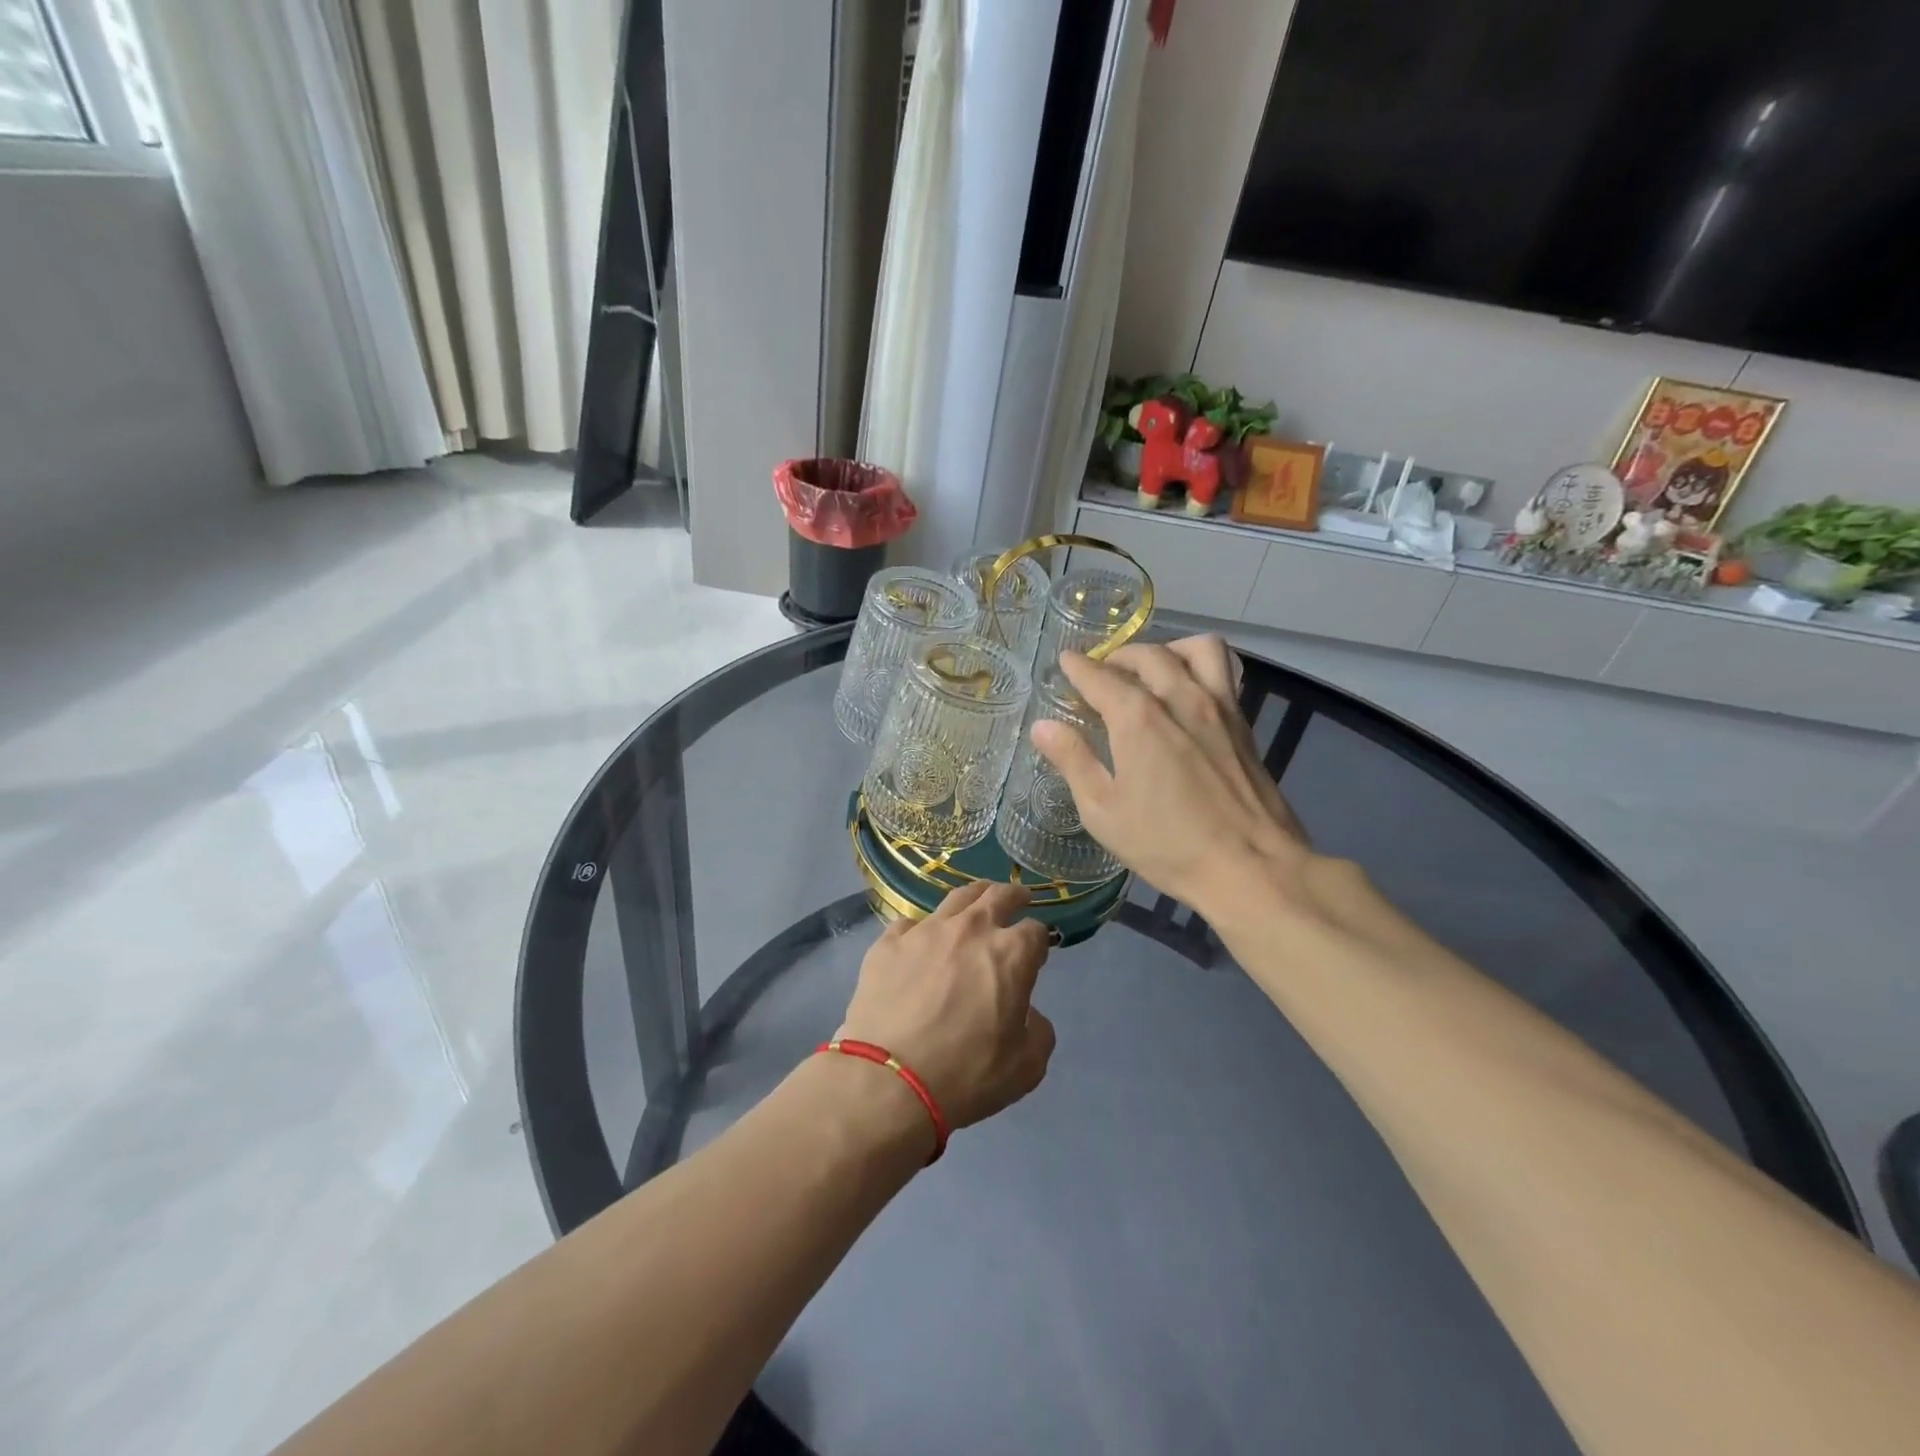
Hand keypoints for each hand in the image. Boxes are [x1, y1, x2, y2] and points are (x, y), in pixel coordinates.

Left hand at [839, 881, 1055, 1132]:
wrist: (888, 1080)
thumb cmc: (965, 1074)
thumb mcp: (1026, 1067)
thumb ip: (1038, 1031)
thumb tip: (1027, 1014)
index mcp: (1010, 954)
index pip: (1036, 930)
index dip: (1039, 941)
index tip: (1036, 952)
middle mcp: (970, 929)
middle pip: (998, 896)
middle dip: (1013, 896)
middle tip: (1018, 898)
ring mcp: (925, 931)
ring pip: (956, 897)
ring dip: (974, 896)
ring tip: (977, 900)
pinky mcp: (888, 943)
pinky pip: (909, 924)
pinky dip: (921, 929)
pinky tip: (920, 941)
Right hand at [1031, 636, 1309, 915]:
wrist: (1251, 867)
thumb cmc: (1167, 844)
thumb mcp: (1103, 811)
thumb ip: (1073, 762)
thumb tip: (1043, 727)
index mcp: (1138, 718)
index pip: (1099, 676)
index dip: (1078, 667)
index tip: (1066, 662)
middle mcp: (1180, 698)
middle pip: (1146, 655)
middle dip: (1118, 656)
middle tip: (1102, 674)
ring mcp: (1218, 707)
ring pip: (1196, 649)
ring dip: (1168, 649)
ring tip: (1153, 670)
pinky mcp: (1243, 723)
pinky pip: (1225, 670)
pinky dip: (1201, 666)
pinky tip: (1190, 690)